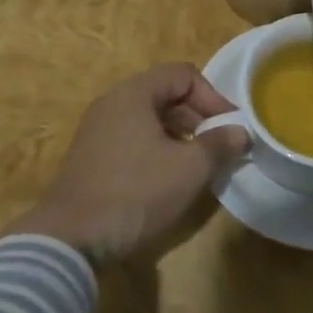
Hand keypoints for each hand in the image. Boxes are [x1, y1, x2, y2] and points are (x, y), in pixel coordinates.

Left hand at [4, 64, 250, 262]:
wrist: (71, 237)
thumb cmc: (136, 192)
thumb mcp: (188, 169)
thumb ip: (219, 145)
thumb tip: (241, 132)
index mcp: (134, 93)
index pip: (183, 74)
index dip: (213, 96)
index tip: (232, 127)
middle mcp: (113, 102)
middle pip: (165, 94)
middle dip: (198, 116)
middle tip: (220, 147)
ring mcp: (98, 129)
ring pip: (149, 119)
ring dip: (180, 135)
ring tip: (200, 165)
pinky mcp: (92, 156)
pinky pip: (133, 138)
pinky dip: (157, 149)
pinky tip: (169, 179)